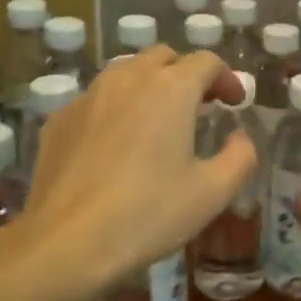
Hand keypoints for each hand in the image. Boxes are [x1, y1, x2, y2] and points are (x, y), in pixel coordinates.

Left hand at [20, 48, 253, 300]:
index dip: (227, 78)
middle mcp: (128, 79)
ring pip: (126, 73)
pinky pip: (97, 100)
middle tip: (201, 107)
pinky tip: (119, 146)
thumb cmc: (149, 214)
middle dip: (187, 75)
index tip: (234, 103)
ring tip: (160, 122)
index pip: (206, 62)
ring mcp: (88, 96)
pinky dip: (117, 108)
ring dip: (150, 86)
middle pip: (163, 58)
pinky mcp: (59, 119)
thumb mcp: (213, 192)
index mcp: (171, 89)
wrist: (67, 242)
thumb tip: (240, 137)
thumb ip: (240, 156)